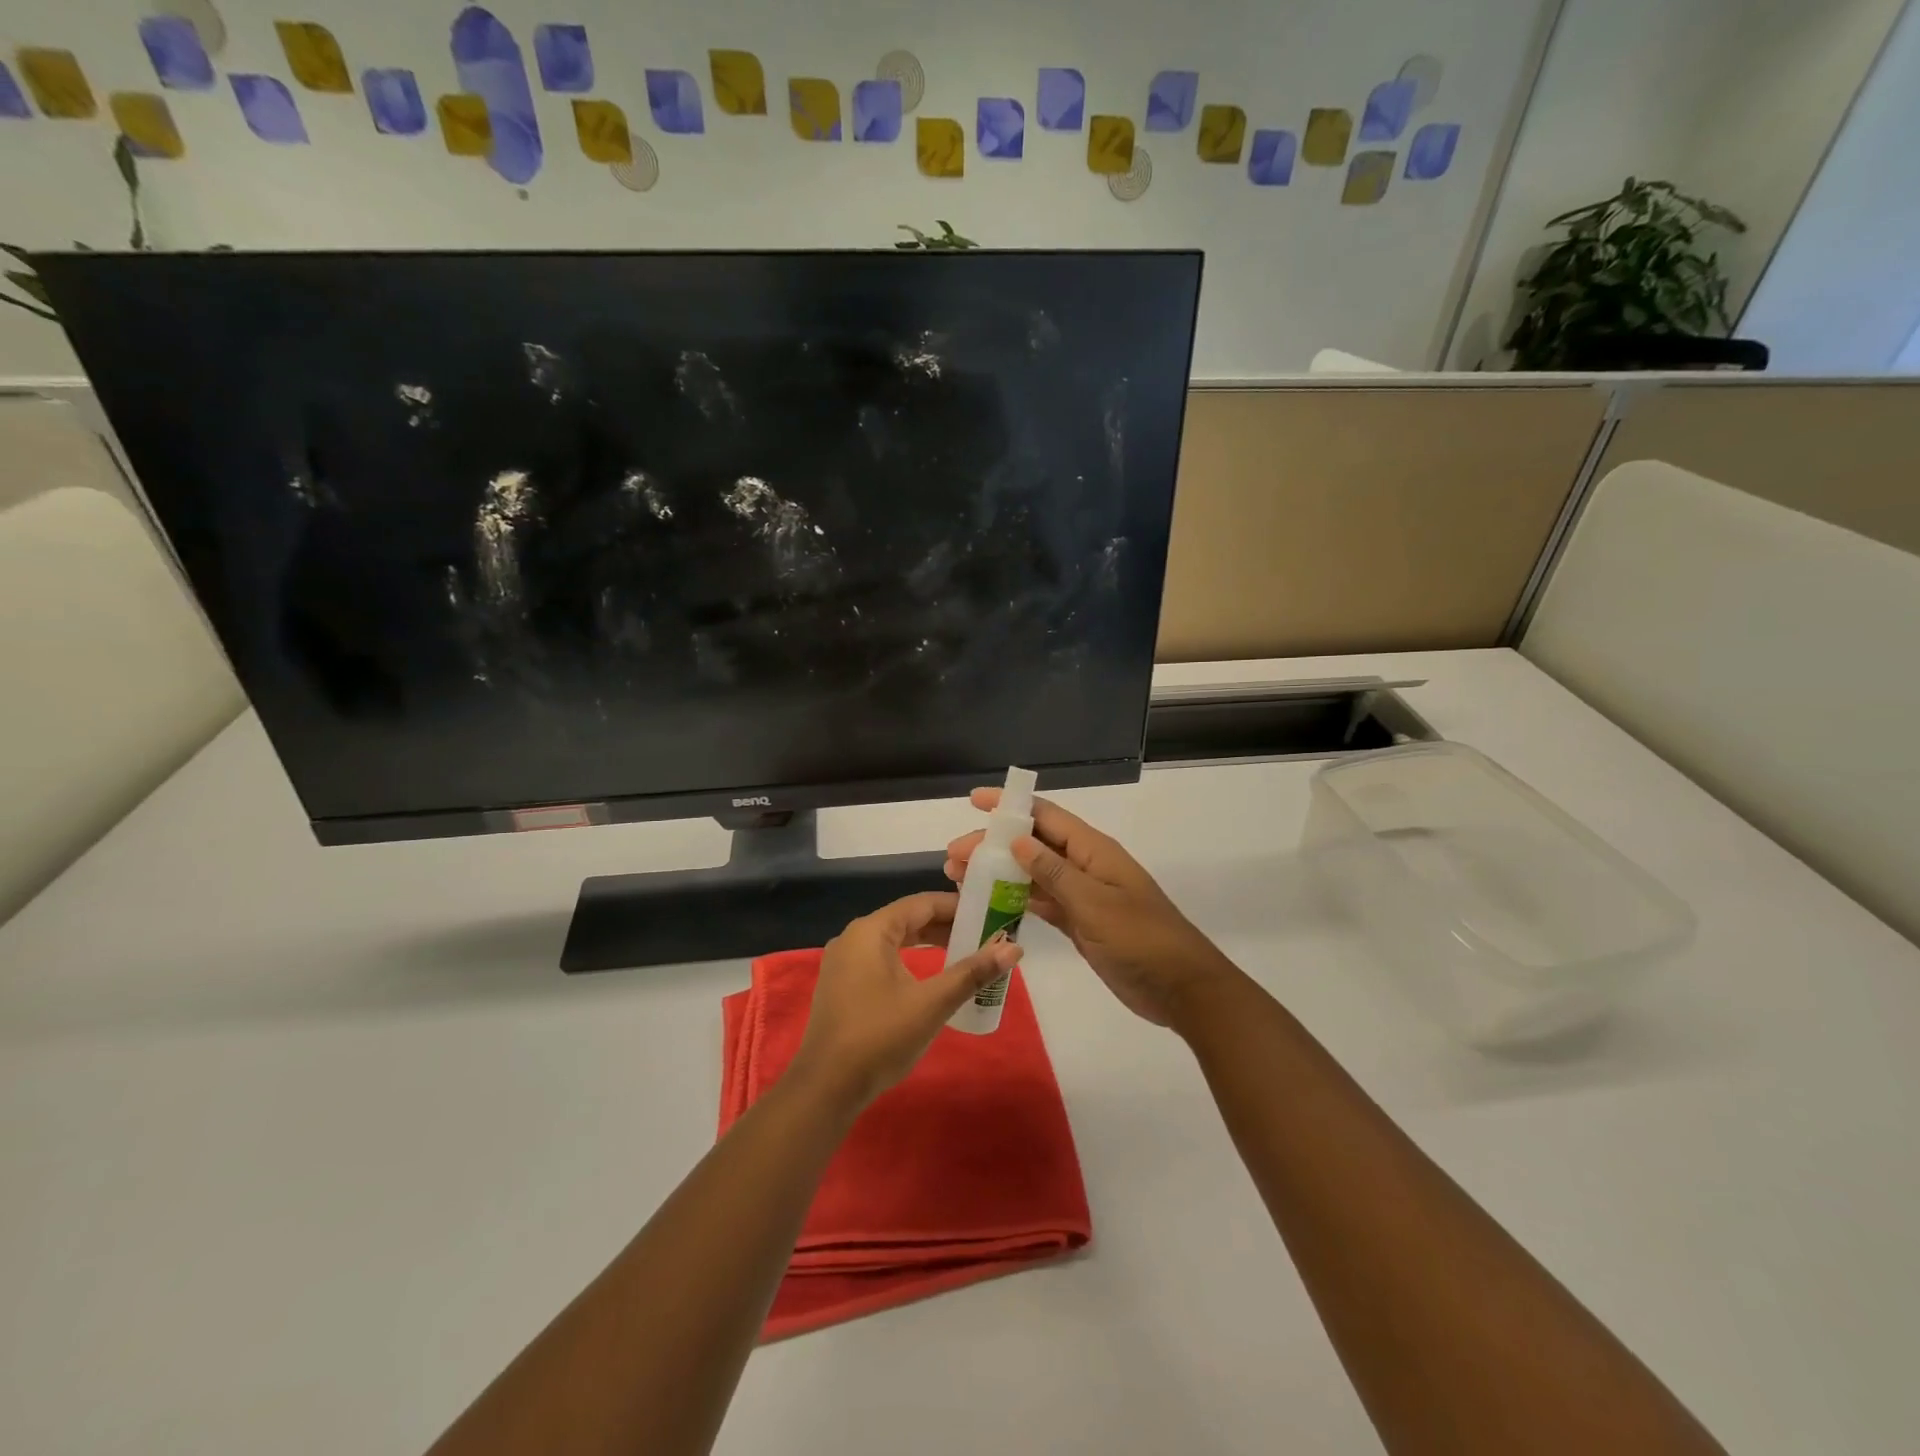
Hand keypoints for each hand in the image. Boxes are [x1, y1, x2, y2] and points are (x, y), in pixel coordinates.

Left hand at [788, 891, 1022, 1111]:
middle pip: (907, 919)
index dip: (957, 906)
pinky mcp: (843, 985)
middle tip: (984, 935)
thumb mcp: (932, 1003)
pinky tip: (931, 976)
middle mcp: (854, 937)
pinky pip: (882, 959)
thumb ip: (972, 972)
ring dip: (929, 943)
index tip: (989, 914)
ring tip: (965, 952)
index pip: (921, 904)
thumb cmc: (880, 1037)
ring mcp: (844, 962)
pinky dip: (910, 960)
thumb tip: (1014, 948)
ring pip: (895, 940)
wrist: (826, 1087)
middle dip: (946, 926)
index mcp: (871, 931)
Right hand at [945, 790, 1235, 1026]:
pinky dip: (1015, 900)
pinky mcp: (1080, 922)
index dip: (1010, 806)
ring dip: (999, 872)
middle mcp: (1085, 865)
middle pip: (1033, 844)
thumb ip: (1054, 872)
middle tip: (953, 856)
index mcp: (1093, 850)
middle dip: (993, 845)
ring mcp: (1082, 895)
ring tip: (958, 877)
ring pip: (1033, 873)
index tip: (974, 801)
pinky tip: (989, 903)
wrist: (1181, 988)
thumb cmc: (1141, 939)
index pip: (1045, 816)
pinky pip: (1042, 902)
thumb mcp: (1094, 903)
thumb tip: (1018, 840)